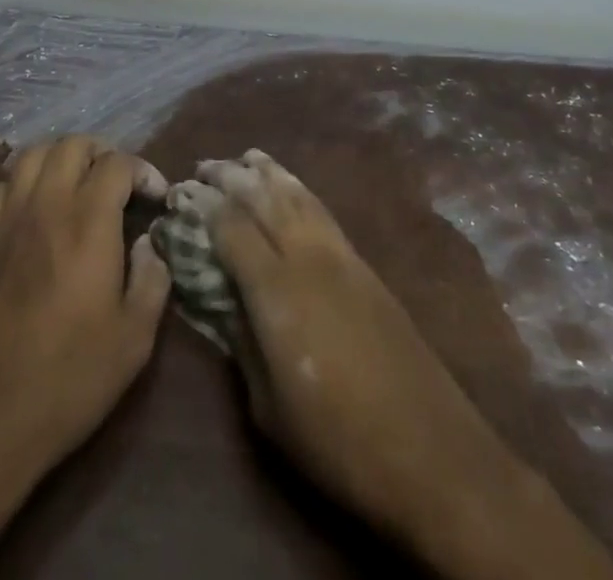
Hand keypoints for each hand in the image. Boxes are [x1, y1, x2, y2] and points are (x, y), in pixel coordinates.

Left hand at [0, 135, 171, 471]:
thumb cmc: (66, 380)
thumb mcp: (133, 340)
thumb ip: (152, 280)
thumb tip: (150, 244)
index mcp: (88, 222)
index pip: (117, 163)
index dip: (143, 171)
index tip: (156, 197)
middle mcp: (45, 204)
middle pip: (72, 144)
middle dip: (102, 153)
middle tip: (119, 185)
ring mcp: (6, 218)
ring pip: (33, 154)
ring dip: (61, 158)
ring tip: (78, 185)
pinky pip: (2, 185)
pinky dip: (25, 180)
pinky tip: (36, 208)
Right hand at [199, 151, 612, 579]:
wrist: (432, 453)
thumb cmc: (338, 441)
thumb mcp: (268, 408)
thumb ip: (241, 343)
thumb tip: (222, 300)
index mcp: (276, 290)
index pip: (230, 226)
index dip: (202, 206)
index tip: (180, 194)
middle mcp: (306, 257)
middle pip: (263, 198)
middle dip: (230, 176)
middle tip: (204, 166)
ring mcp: (341, 256)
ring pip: (297, 194)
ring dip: (268, 172)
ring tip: (246, 157)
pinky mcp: (365, 265)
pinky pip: (323, 209)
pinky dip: (299, 188)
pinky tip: (291, 187)